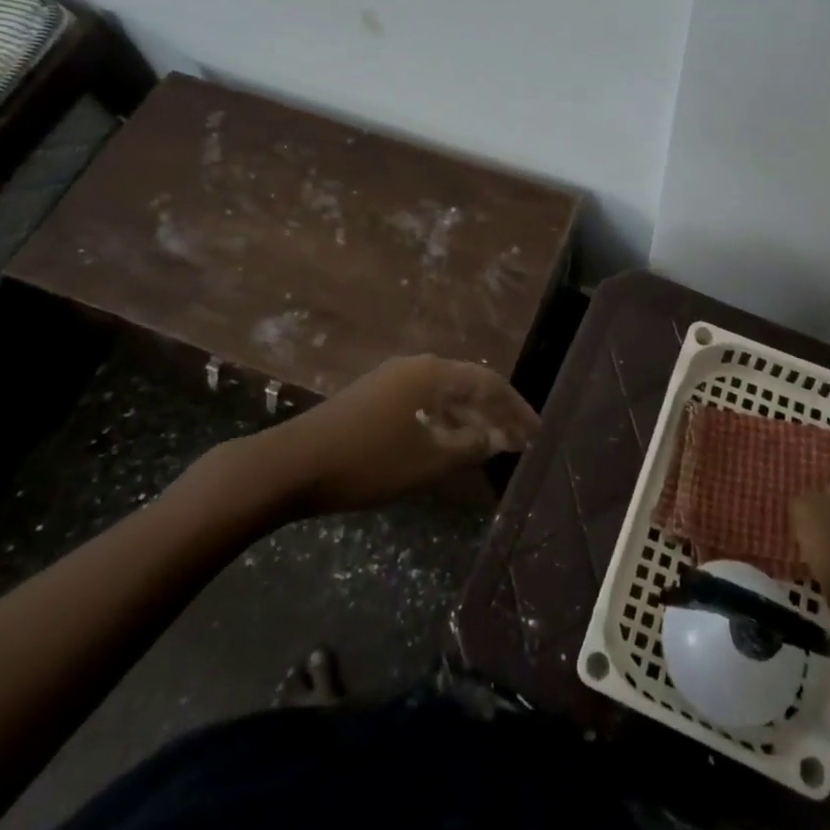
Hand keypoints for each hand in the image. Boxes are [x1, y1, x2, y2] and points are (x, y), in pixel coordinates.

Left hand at [262, 355, 540, 515]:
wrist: (293, 464)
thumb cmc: (369, 461)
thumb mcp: (428, 460)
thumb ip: (470, 446)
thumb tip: (498, 437)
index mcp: (433, 373)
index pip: (489, 383)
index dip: (516, 408)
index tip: (537, 433)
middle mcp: (416, 366)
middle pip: (468, 385)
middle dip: (495, 413)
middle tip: (519, 440)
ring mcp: (391, 379)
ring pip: (444, 395)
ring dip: (469, 419)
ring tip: (490, 445)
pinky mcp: (373, 396)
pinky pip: (423, 402)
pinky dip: (444, 422)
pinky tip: (448, 444)